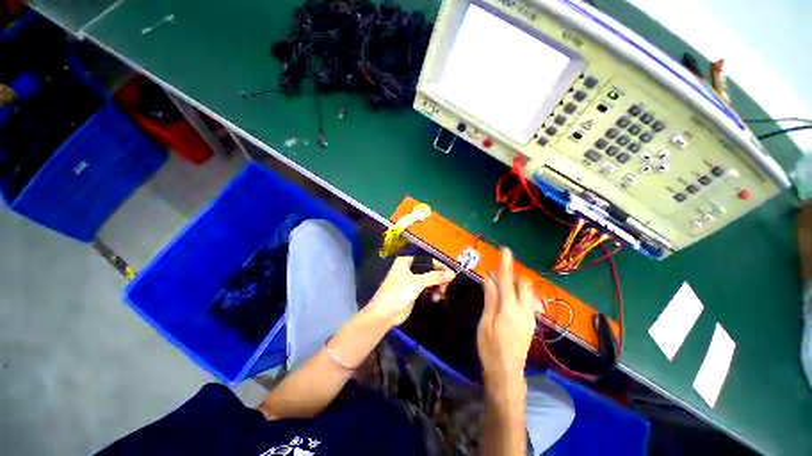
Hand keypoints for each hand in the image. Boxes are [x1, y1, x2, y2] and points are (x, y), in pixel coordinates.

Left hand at [367, 256, 455, 325]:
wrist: (385, 314)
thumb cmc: (399, 293)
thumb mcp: (417, 282)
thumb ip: (435, 277)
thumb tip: (453, 274)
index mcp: (406, 262)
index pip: (428, 261)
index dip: (440, 267)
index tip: (452, 275)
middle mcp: (408, 268)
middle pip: (429, 270)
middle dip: (438, 279)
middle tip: (445, 288)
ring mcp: (410, 280)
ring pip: (429, 280)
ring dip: (437, 286)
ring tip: (440, 295)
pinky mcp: (412, 291)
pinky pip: (426, 288)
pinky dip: (433, 292)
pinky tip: (436, 298)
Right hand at [477, 248, 540, 397]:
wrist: (507, 372)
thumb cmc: (490, 347)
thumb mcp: (485, 321)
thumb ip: (490, 298)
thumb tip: (488, 278)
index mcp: (509, 309)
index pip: (507, 281)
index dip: (506, 264)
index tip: (505, 250)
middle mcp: (524, 311)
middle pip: (523, 285)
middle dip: (512, 276)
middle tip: (498, 278)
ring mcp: (530, 318)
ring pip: (527, 293)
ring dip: (516, 286)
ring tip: (500, 290)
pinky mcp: (531, 324)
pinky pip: (528, 302)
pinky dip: (519, 296)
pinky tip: (507, 303)